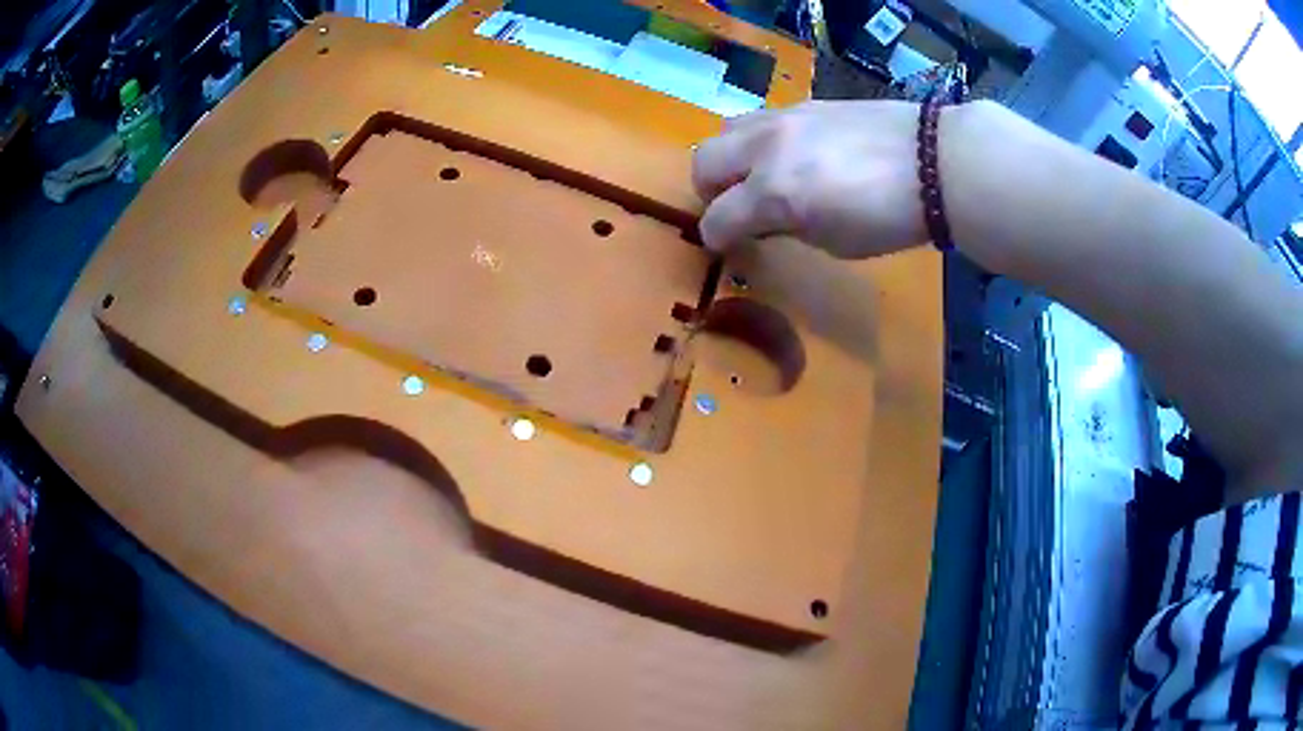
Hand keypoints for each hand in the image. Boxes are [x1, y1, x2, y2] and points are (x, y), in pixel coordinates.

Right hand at [692, 100, 927, 258]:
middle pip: (704, 163)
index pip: (717, 219)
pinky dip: (762, 141)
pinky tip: (794, 153)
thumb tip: (769, 219)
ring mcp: (784, 119)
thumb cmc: (890, 217)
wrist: (935, 161)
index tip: (729, 246)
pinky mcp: (805, 104)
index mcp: (773, 193)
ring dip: (731, 158)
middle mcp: (766, 149)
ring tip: (758, 174)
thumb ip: (790, 227)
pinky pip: (762, 119)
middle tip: (734, 207)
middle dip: (710, 191)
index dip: (717, 239)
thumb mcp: (835, 241)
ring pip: (727, 130)